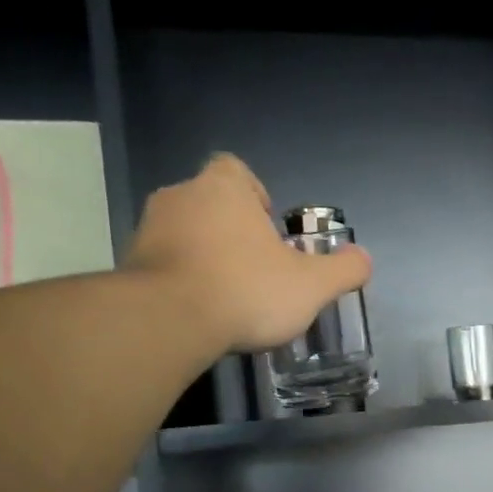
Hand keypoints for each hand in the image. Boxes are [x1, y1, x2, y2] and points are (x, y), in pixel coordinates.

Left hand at [126, 153, 370, 353]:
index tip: (267, 228)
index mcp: (223, 189)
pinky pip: (163, 264)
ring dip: (205, 256)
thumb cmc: (246, 290)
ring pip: (184, 234)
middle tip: (256, 267)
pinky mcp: (129, 265)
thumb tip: (363, 259)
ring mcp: (148, 230)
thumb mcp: (311, 285)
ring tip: (228, 294)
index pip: (235, 169)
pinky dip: (182, 280)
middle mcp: (180, 197)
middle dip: (232, 230)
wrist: (168, 321)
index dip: (254, 194)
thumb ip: (342, 270)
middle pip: (210, 203)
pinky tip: (200, 312)